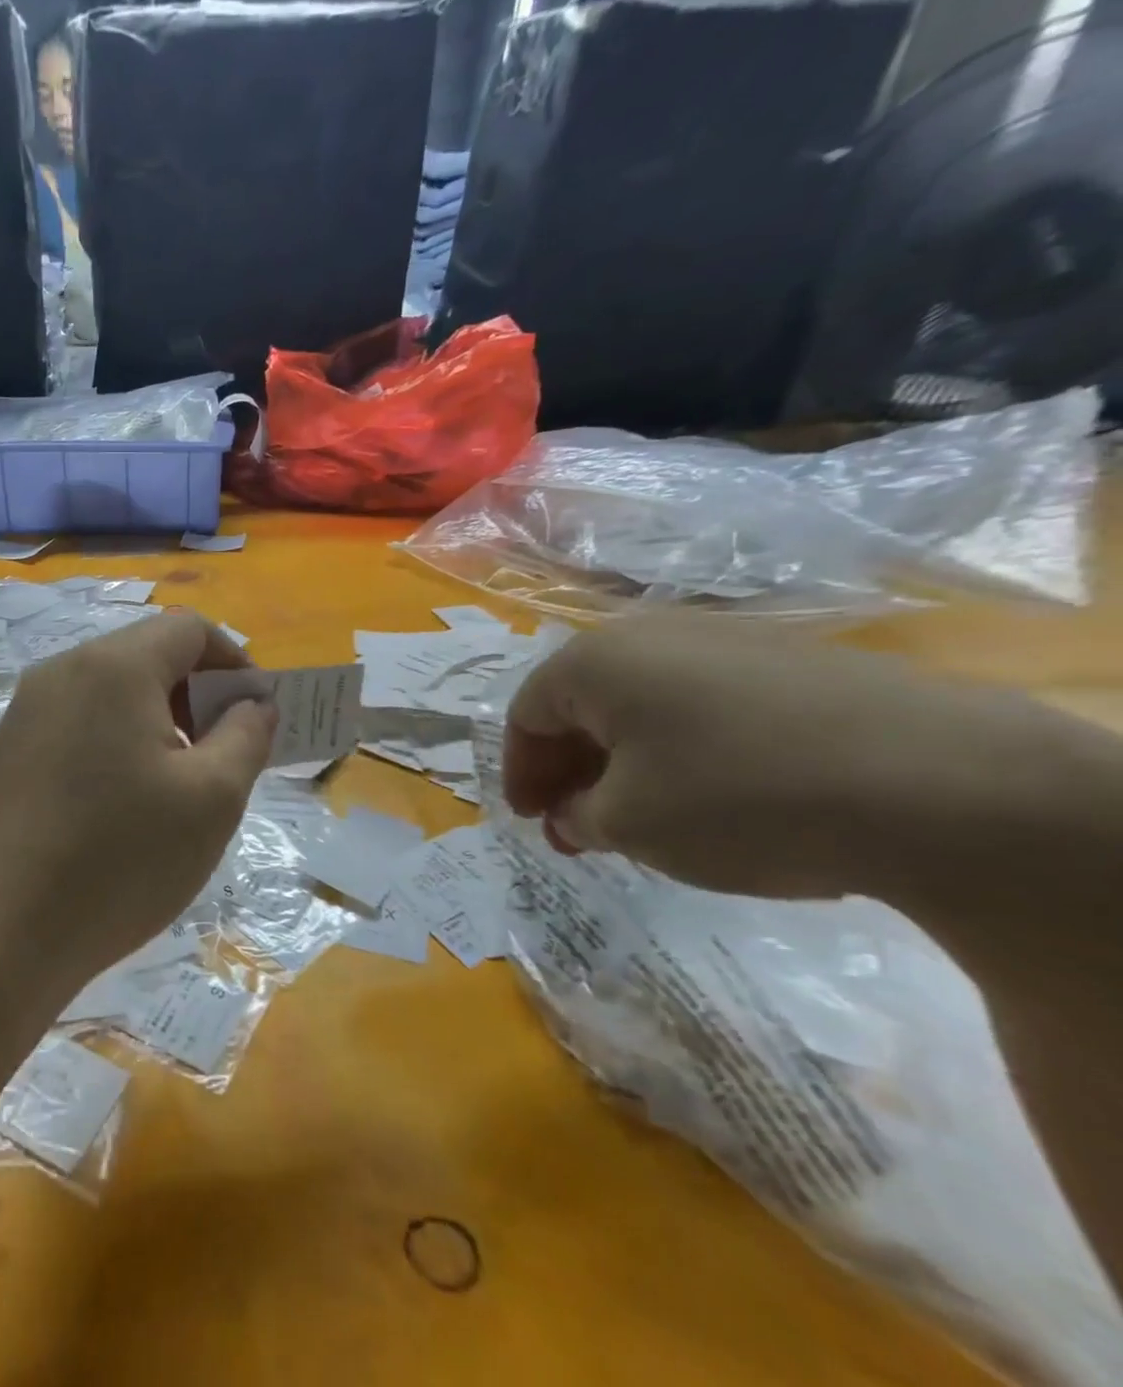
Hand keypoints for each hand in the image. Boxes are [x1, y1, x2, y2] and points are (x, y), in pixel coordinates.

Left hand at [0, 611, 274, 983]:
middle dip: (197, 694)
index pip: (190, 628)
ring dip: (158, 721)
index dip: (235, 661)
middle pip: (147, 655)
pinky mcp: (6, 751)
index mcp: (113, 666)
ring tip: (176, 787)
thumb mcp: (211, 798)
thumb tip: (253, 703)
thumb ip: (247, 735)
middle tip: (222, 757)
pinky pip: (78, 724)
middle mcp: (62, 671)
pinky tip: (120, 807)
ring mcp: (25, 712)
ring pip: (111, 692)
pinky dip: (116, 743)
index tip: (254, 715)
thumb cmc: (117, 859)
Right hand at [503, 617, 1083, 900]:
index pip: (526, 714)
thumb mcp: (629, 824)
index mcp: (594, 661)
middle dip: (571, 771)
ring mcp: (726, 640)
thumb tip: (573, 816)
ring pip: (643, 705)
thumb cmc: (737, 797)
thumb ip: (578, 818)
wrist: (942, 783)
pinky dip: (682, 750)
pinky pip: (702, 705)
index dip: (520, 772)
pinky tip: (710, 796)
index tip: (531, 821)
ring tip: (641, 819)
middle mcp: (650, 635)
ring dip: (624, 763)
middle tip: (577, 829)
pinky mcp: (789, 661)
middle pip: (582, 705)